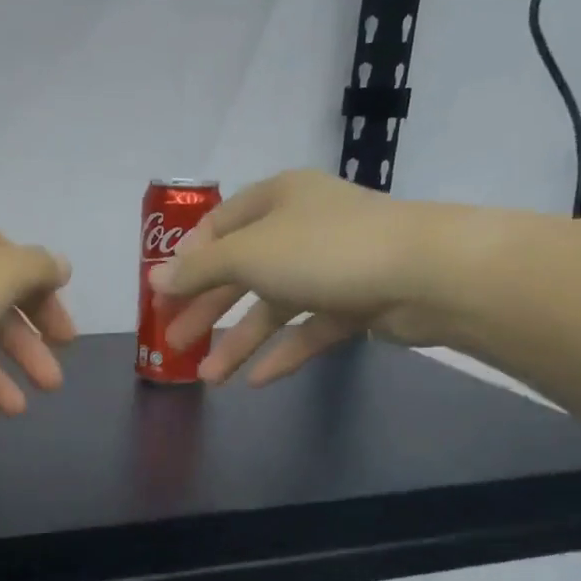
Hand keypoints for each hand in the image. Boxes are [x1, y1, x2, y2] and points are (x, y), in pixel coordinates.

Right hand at [148, 169, 456, 384]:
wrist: (426, 274)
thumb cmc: (324, 250)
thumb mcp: (248, 254)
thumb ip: (199, 269)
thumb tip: (155, 279)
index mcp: (276, 200)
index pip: (219, 225)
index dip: (188, 259)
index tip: (163, 293)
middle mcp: (301, 228)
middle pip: (241, 271)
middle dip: (205, 309)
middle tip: (172, 342)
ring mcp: (330, 267)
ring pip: (273, 306)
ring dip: (238, 341)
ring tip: (208, 377)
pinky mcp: (355, 302)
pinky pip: (309, 329)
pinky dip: (283, 352)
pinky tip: (256, 381)